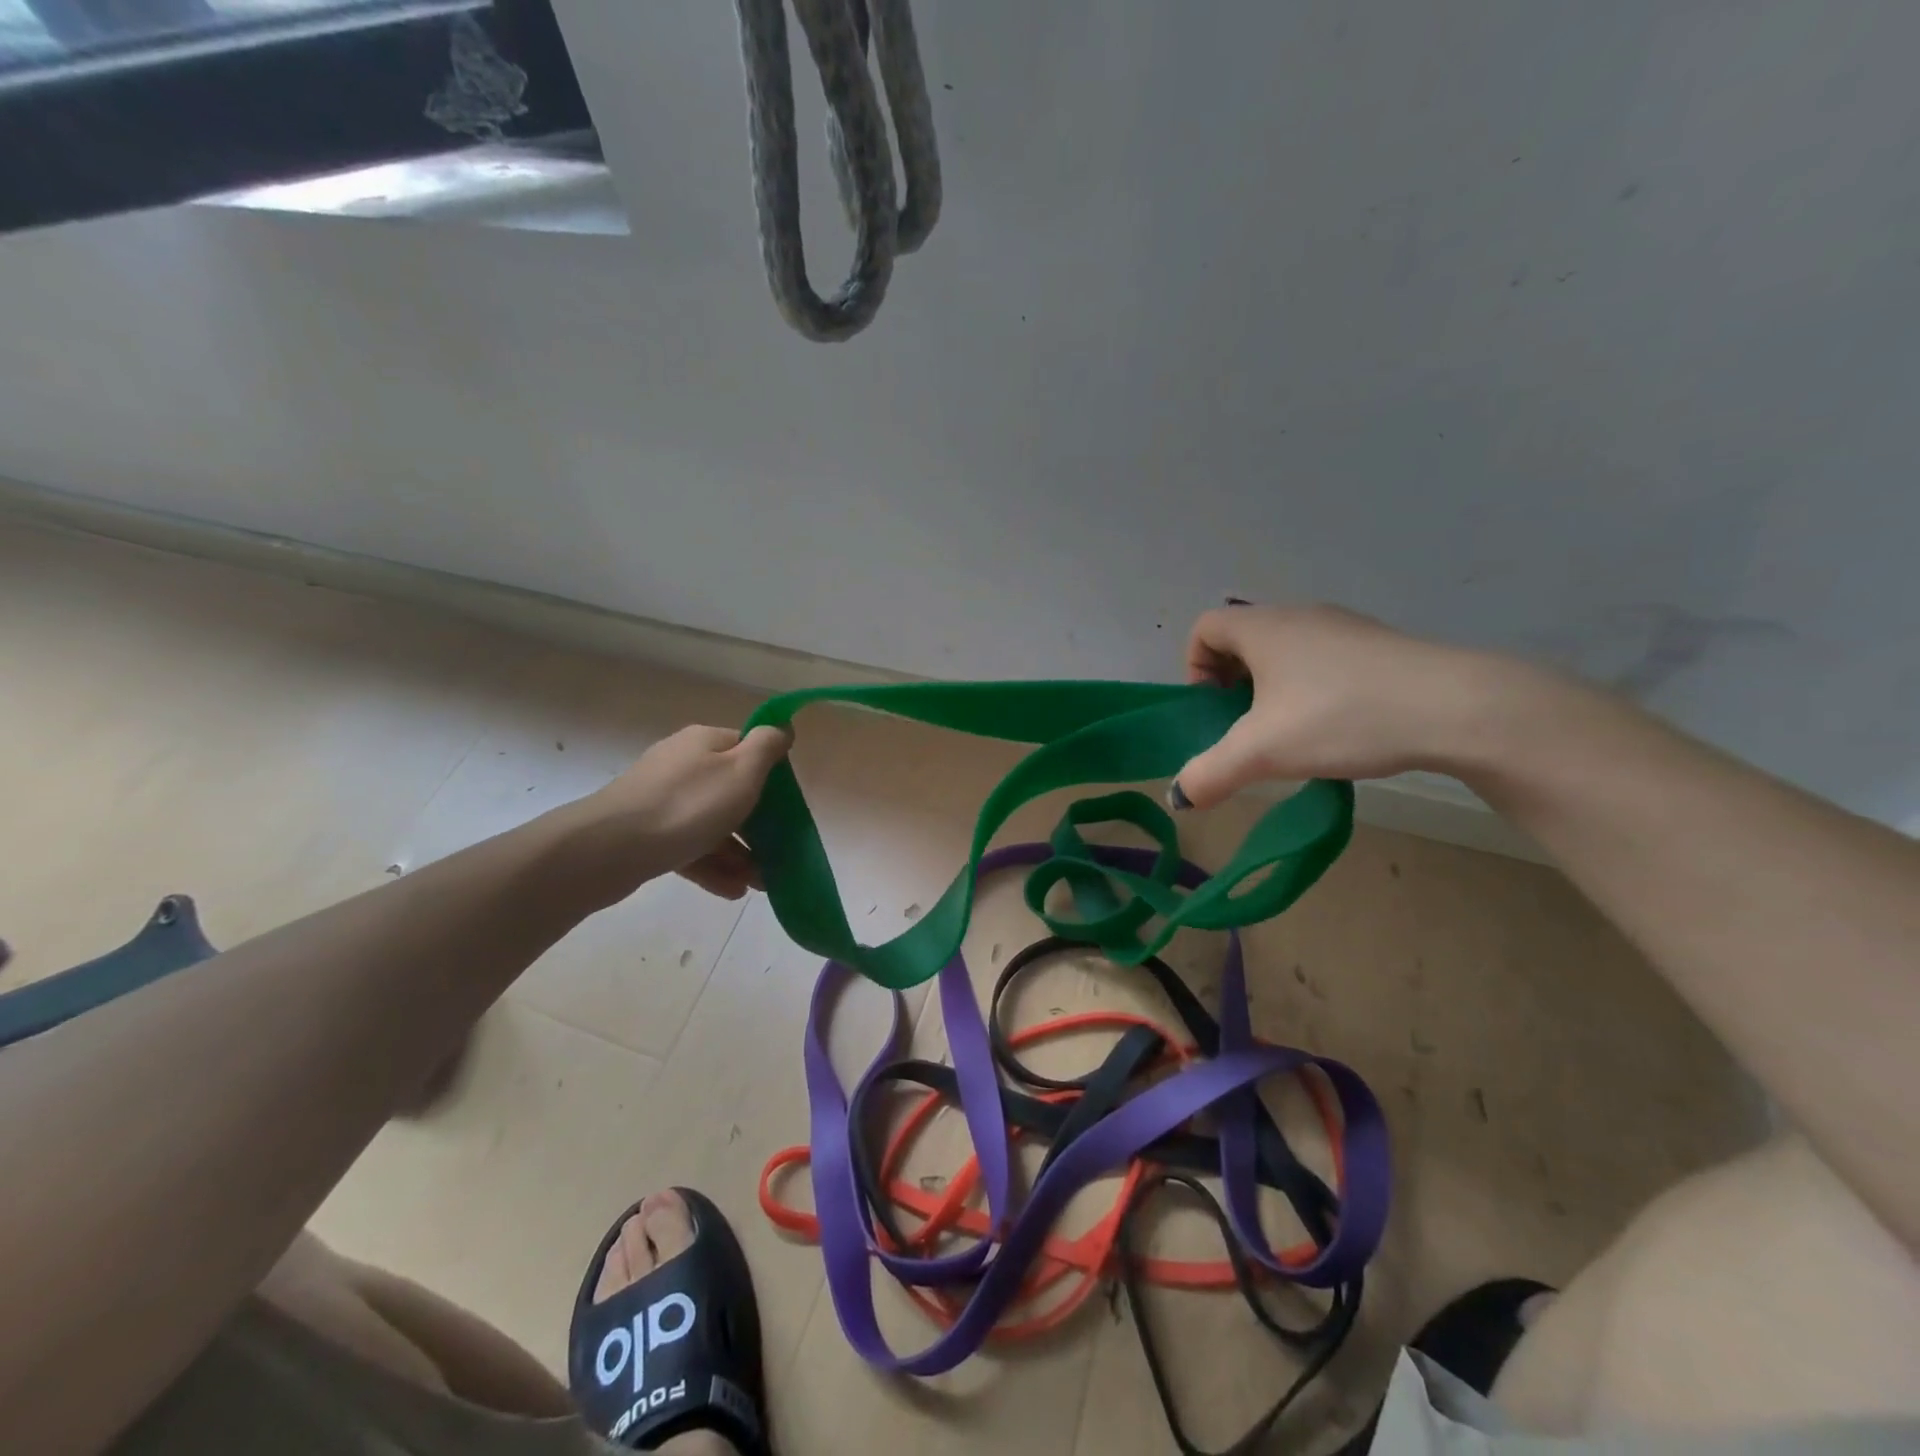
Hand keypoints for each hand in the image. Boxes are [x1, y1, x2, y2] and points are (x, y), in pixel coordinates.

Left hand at [568, 724, 791, 902]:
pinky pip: (688, 845)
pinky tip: (732, 890)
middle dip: (758, 824)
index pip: (747, 749)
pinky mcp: (646, 832)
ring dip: (738, 852)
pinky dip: (712, 866)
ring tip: (758, 883)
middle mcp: (681, 764)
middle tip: (777, 854)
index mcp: (704, 743)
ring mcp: (660, 798)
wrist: (610, 847)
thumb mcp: (742, 771)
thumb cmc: (688, 805)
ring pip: (710, 823)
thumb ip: (767, 746)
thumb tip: (782, 726)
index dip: (771, 776)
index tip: (787, 806)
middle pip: (730, 790)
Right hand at [1174, 603, 1517, 806]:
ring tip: (1293, 734)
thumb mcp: (1262, 752)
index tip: (1214, 711)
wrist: (1457, 707)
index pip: (1204, 629)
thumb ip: (1209, 774)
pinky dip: (1313, 690)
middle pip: (1243, 641)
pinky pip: (1325, 661)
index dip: (1194, 669)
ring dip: (1273, 690)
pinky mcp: (1380, 647)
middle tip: (1248, 729)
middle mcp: (1299, 615)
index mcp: (1264, 627)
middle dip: (1232, 686)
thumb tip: (1178, 797)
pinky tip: (1338, 728)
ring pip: (1286, 652)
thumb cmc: (1341, 717)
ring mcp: (1345, 627)